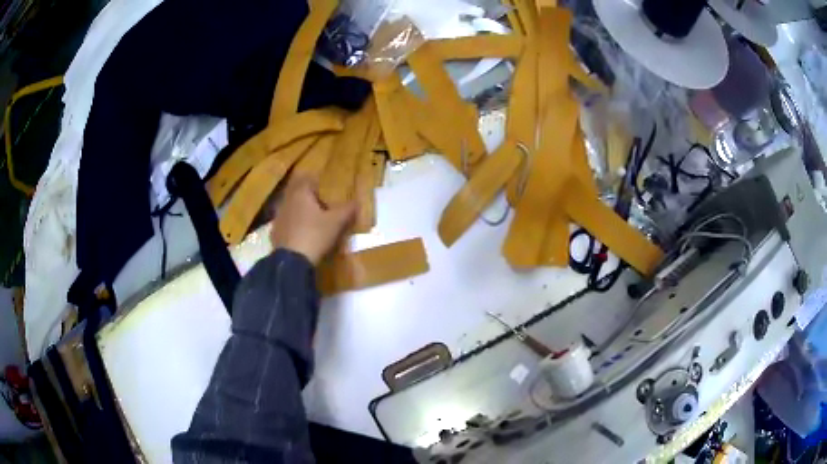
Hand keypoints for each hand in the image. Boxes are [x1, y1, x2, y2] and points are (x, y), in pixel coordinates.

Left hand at [270, 177, 356, 265]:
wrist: (292, 261)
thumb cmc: (315, 234)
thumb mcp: (336, 222)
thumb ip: (347, 210)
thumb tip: (357, 201)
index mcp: (301, 193)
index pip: (307, 179)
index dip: (317, 181)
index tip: (325, 186)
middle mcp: (287, 201)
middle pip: (297, 192)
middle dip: (308, 196)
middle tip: (321, 202)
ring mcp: (278, 217)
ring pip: (290, 207)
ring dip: (299, 210)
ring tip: (312, 218)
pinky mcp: (275, 232)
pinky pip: (286, 223)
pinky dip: (293, 224)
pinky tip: (301, 233)